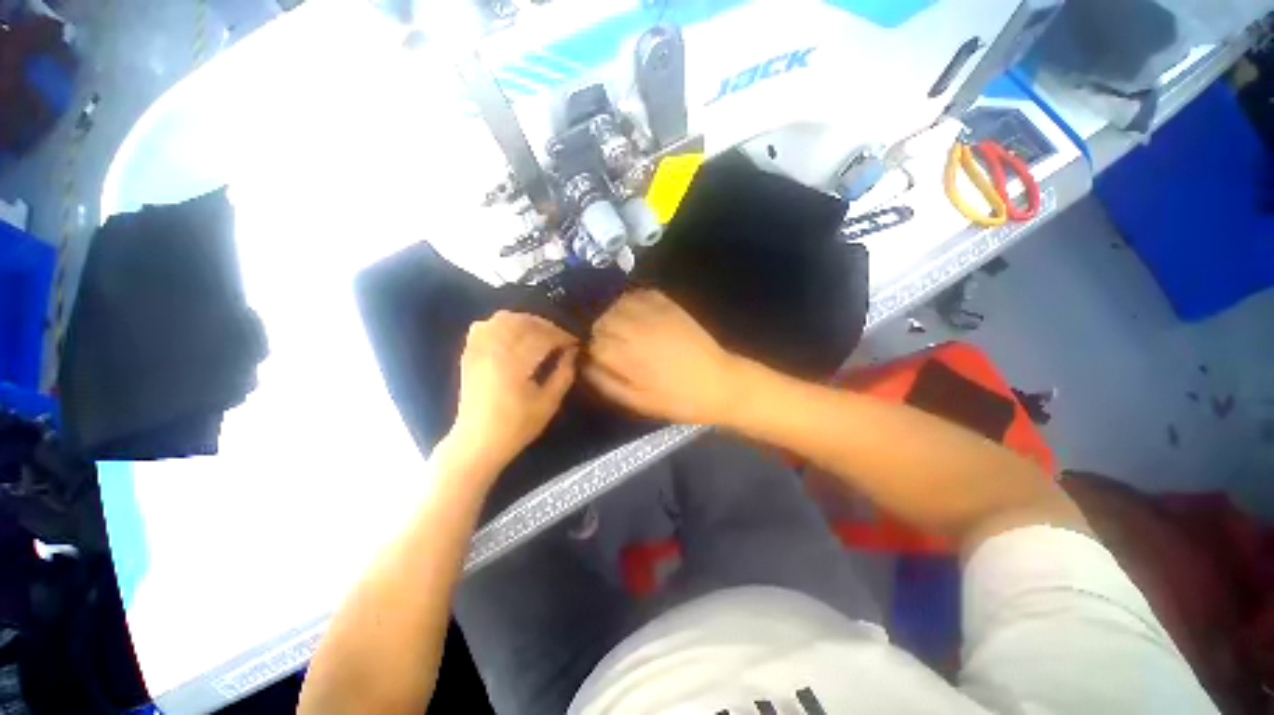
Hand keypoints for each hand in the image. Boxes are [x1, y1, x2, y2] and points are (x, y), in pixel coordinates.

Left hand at [444, 312, 578, 476]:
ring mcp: (478, 350)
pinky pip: (483, 326)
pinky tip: (512, 335)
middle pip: (523, 322)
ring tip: (539, 334)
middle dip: (546, 326)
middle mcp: (494, 350)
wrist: (477, 442)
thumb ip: (563, 374)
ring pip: (502, 319)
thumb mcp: (549, 403)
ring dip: (526, 322)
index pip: (543, 337)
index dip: (562, 336)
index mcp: (515, 363)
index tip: (575, 342)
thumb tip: (572, 352)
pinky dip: (501, 324)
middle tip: (560, 338)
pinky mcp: (469, 354)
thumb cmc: (517, 426)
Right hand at [585, 290, 742, 424]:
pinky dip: (627, 302)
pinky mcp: (665, 302)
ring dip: (608, 314)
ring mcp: (650, 310)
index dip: (585, 346)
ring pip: (613, 302)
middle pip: (598, 317)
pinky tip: (632, 315)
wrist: (719, 382)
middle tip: (604, 342)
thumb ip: (602, 379)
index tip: (589, 354)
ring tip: (616, 328)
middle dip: (595, 329)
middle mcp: (633, 325)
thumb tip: (582, 360)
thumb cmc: (676, 399)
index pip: (588, 339)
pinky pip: (635, 294)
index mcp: (624, 353)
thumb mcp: (634, 401)